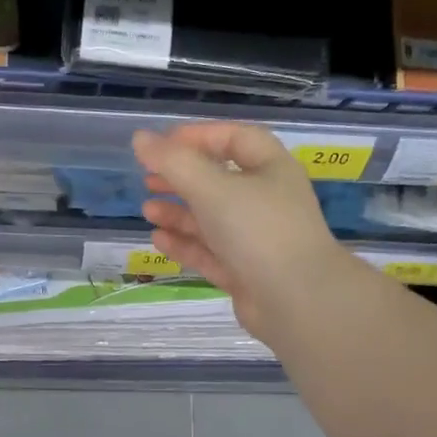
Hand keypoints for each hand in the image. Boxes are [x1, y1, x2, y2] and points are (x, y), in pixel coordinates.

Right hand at [133, 123, 367, 342]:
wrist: (296, 300)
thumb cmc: (258, 230)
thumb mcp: (212, 188)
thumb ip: (173, 162)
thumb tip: (140, 138)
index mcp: (271, 169)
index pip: (235, 139)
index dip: (199, 136)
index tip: (162, 144)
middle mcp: (267, 200)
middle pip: (219, 180)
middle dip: (182, 178)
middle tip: (148, 179)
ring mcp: (257, 239)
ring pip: (212, 219)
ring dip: (179, 213)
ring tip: (147, 210)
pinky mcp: (245, 272)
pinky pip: (211, 252)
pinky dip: (186, 244)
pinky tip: (159, 240)